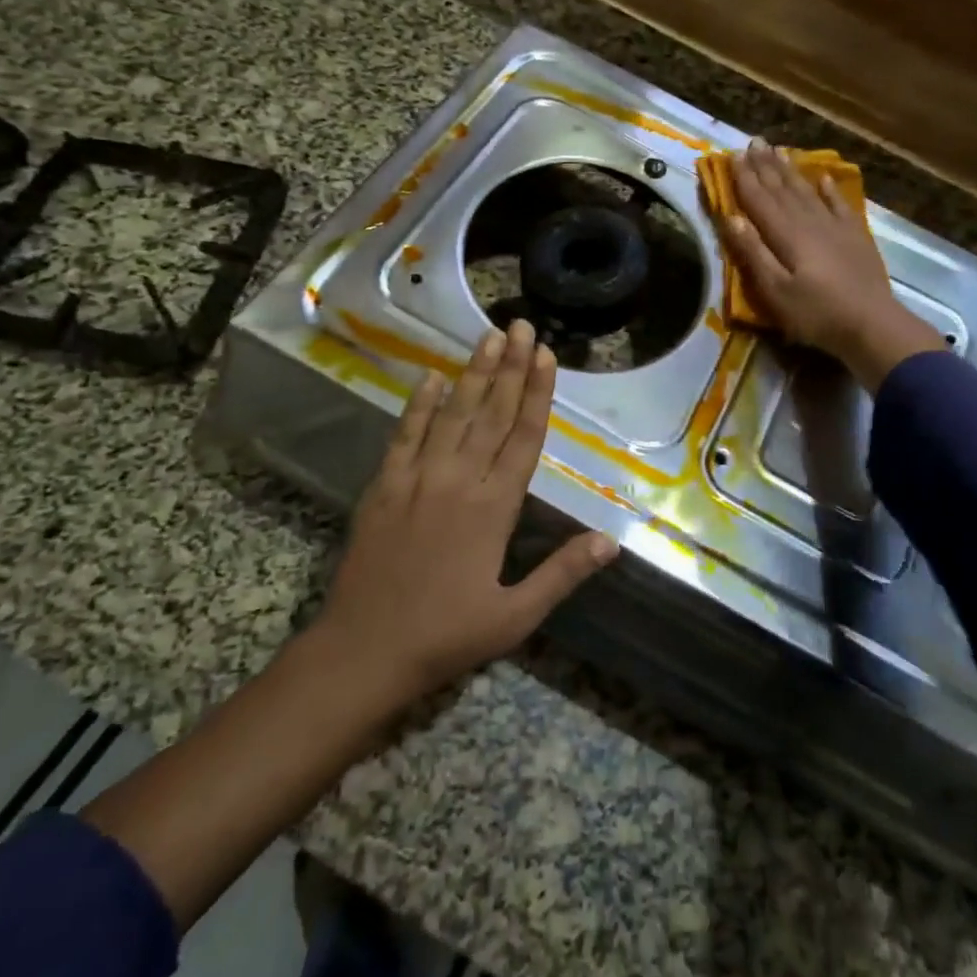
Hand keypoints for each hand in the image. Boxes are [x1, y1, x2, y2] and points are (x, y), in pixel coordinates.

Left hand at [314, 319, 617, 706]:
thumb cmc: (447, 635)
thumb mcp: (515, 616)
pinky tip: (432, 377)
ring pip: (453, 415)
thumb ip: (563, 574)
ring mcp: (418, 478)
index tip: (546, 356)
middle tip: (521, 326)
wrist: (365, 650)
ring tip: (488, 336)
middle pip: (492, 413)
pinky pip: (406, 435)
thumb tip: (611, 541)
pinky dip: (419, 405)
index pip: (524, 437)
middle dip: (510, 367)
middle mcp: (459, 481)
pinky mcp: (384, 486)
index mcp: (495, 508)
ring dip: (473, 374)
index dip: (537, 393)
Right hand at [723, 140, 949, 391]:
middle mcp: (809, 222)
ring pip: (807, 191)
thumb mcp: (775, 291)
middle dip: (766, 166)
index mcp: (786, 235)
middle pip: (782, 189)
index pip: (759, 200)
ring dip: (790, 171)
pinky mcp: (855, 237)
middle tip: (754, 142)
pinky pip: (838, 204)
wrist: (873, 325)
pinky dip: (828, 189)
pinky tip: (822, 177)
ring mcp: (835, 227)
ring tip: (779, 151)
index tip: (733, 156)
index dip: (745, 178)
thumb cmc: (816, 313)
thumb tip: (731, 217)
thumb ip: (753, 253)